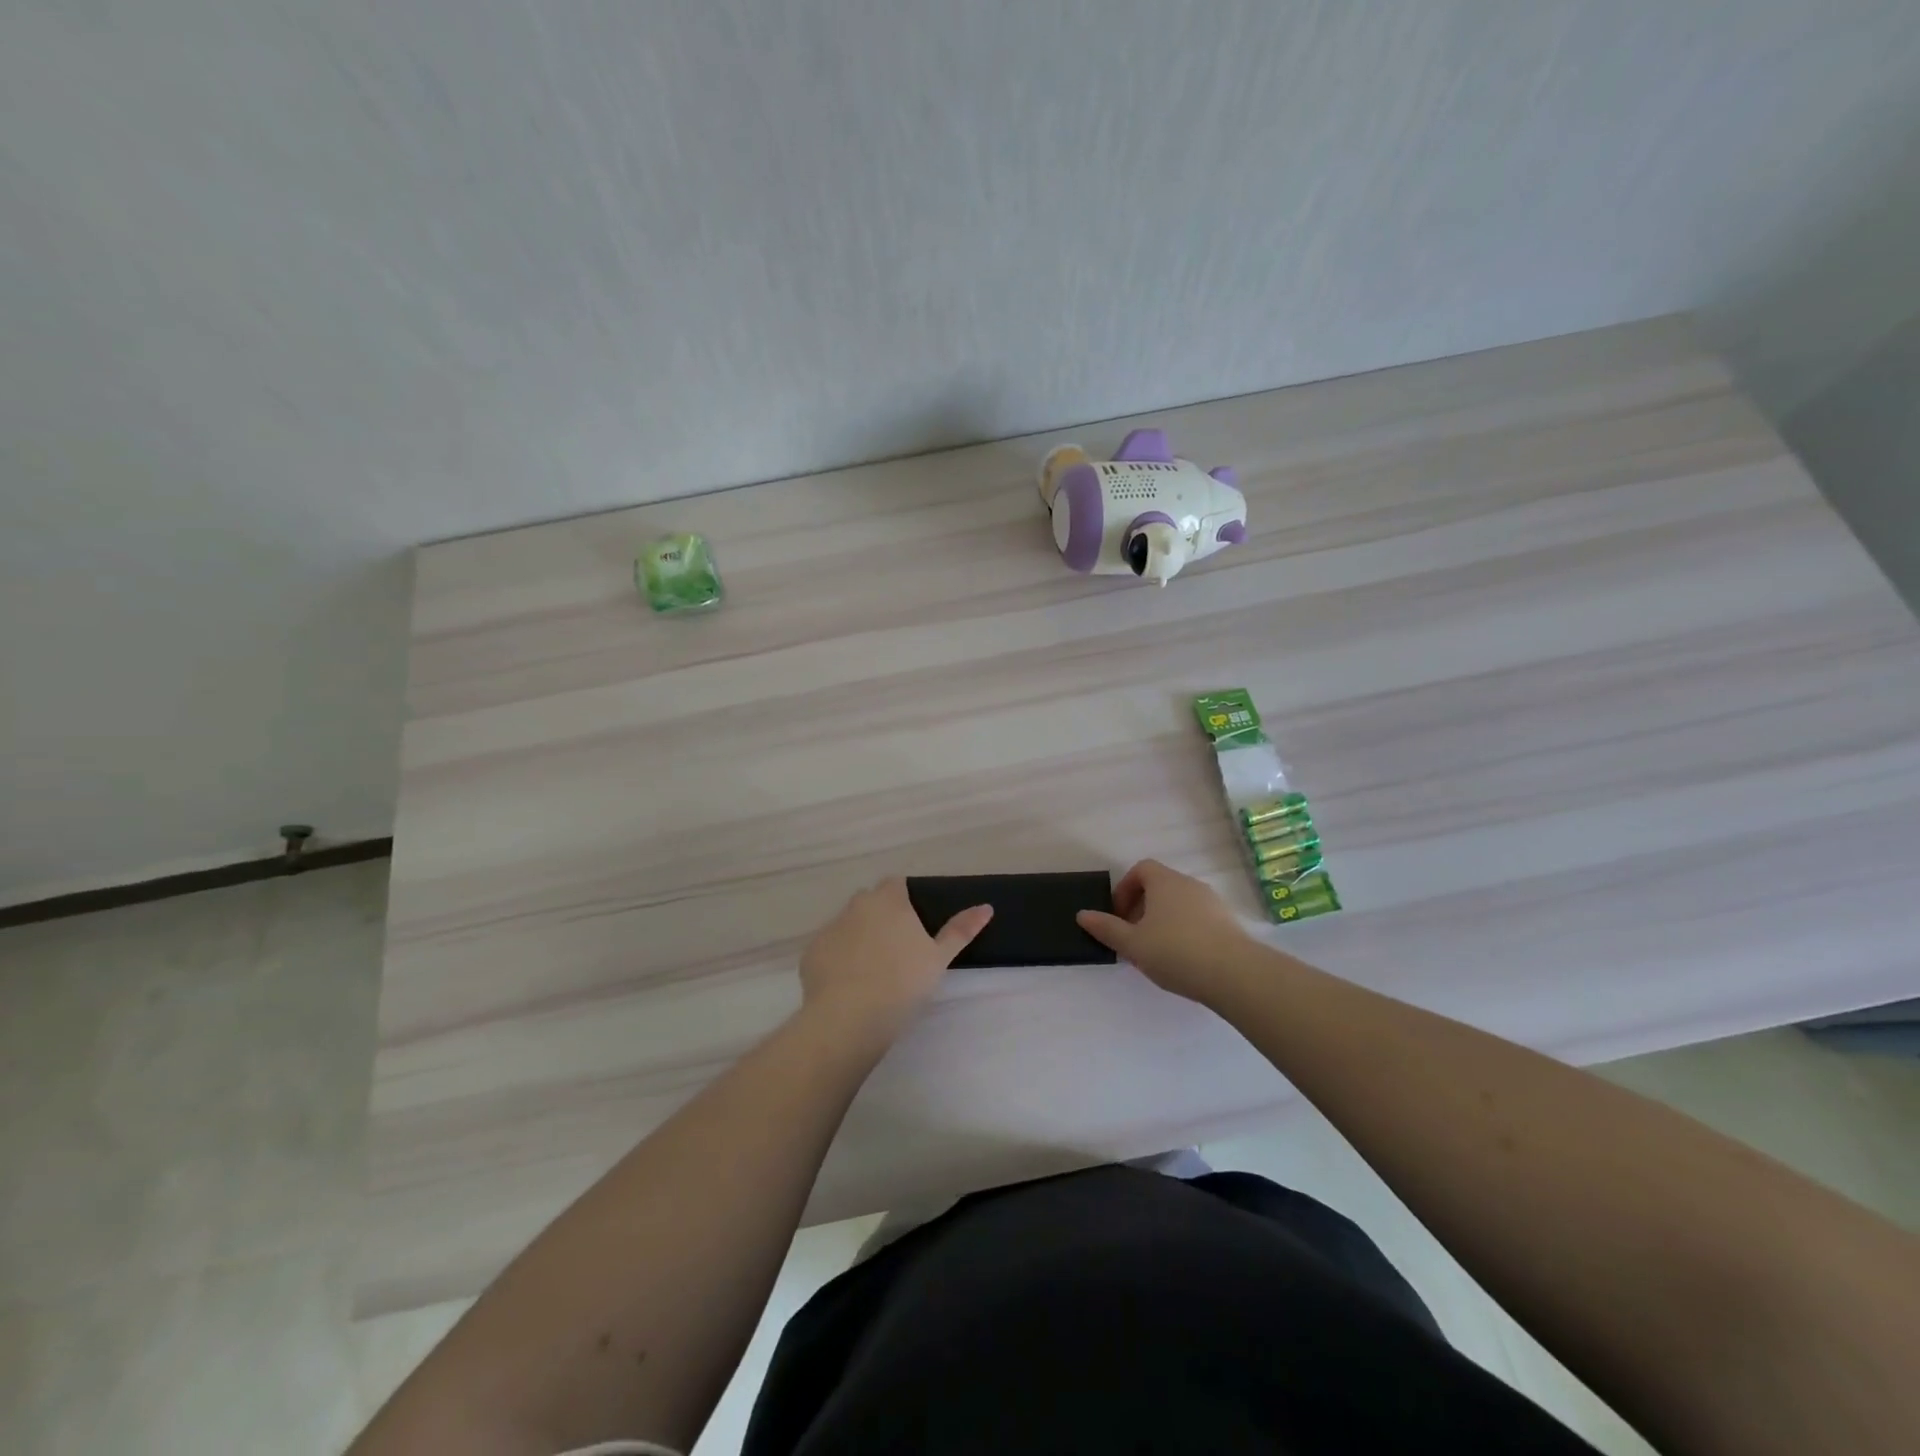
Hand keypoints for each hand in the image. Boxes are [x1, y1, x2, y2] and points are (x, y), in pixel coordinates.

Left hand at [799, 878, 991, 1044]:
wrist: (850, 1017)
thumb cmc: (903, 982)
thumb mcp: (939, 958)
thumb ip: (961, 930)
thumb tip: (986, 906)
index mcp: (888, 900)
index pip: (896, 883)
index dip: (905, 899)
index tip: (914, 923)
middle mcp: (856, 905)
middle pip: (870, 902)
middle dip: (881, 916)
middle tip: (898, 950)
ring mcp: (830, 928)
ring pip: (848, 925)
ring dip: (859, 937)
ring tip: (873, 971)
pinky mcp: (812, 952)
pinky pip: (830, 949)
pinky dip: (839, 959)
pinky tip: (849, 985)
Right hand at [1077, 859, 1252, 1003]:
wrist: (1236, 974)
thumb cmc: (1176, 951)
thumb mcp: (1132, 944)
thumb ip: (1106, 928)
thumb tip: (1082, 914)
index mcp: (1164, 882)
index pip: (1141, 869)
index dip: (1125, 888)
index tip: (1118, 915)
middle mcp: (1189, 884)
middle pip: (1160, 886)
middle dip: (1142, 907)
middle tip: (1133, 936)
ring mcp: (1213, 903)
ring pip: (1180, 904)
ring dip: (1164, 920)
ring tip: (1156, 951)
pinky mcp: (1229, 923)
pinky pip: (1199, 919)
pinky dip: (1185, 931)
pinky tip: (1183, 960)